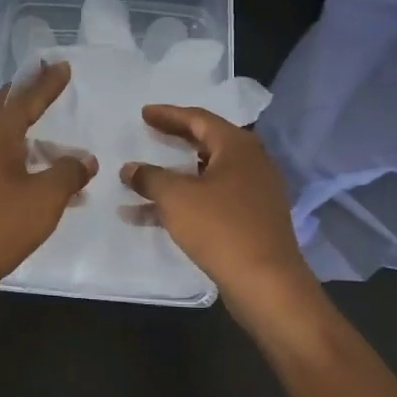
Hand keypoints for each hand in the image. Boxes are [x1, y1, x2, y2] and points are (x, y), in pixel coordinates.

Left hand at [0, 61, 95, 290]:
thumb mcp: (45, 198)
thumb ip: (68, 173)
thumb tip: (84, 160)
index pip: (26, 99)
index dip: (46, 83)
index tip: (62, 65)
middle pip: (6, 110)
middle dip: (27, 94)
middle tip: (44, 76)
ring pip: (4, 138)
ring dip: (28, 131)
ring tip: (53, 133)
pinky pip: (2, 163)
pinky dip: (24, 160)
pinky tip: (41, 178)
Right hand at [120, 106, 315, 308]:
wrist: (266, 283)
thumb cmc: (220, 228)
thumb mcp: (176, 198)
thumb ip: (150, 178)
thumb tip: (130, 169)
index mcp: (237, 146)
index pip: (198, 118)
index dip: (168, 115)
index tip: (143, 113)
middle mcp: (250, 163)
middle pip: (205, 143)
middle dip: (173, 140)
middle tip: (147, 134)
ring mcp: (253, 192)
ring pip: (206, 175)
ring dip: (174, 176)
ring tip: (143, 176)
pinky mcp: (250, 219)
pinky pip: (211, 200)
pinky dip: (184, 202)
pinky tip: (151, 215)